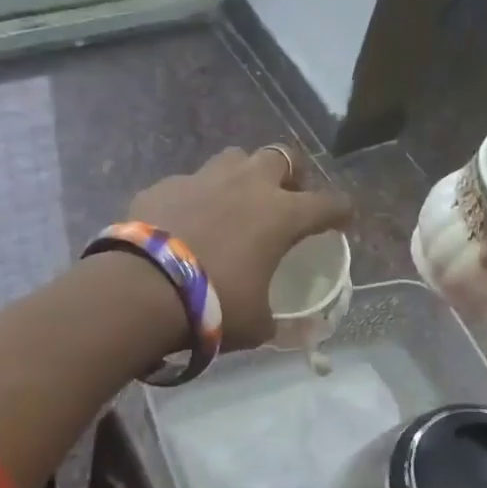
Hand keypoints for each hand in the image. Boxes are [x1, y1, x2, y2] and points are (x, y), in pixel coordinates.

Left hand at [128, 145, 352, 349]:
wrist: (143, 289)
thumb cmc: (215, 305)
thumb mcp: (257, 324)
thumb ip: (279, 321)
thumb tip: (295, 331)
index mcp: (281, 214)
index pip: (328, 203)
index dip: (341, 211)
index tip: (343, 220)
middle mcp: (247, 185)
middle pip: (282, 156)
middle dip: (290, 174)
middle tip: (286, 198)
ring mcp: (203, 179)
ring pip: (234, 158)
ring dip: (243, 175)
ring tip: (236, 201)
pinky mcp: (164, 185)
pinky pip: (189, 182)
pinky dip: (196, 198)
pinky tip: (187, 221)